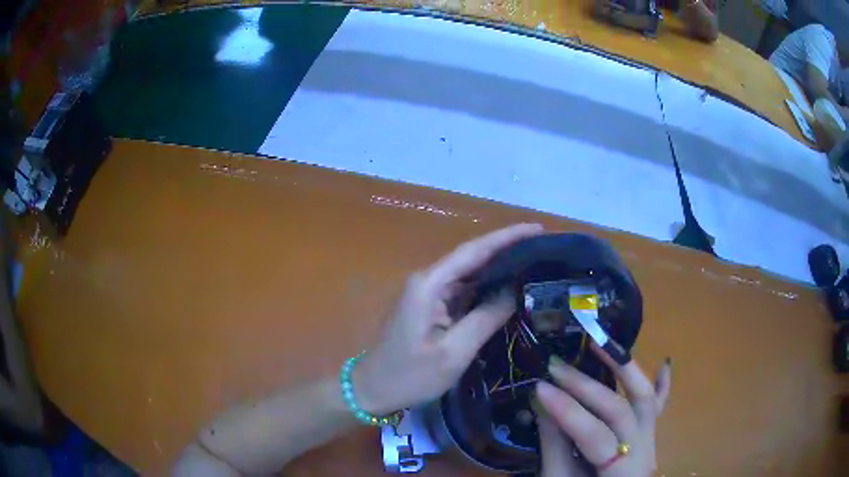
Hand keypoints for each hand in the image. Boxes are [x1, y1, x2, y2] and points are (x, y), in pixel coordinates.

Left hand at [352, 223, 543, 414]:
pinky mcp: (430, 306)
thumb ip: (485, 319)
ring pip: (469, 273)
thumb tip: (515, 292)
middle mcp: (428, 280)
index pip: (474, 251)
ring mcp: (427, 293)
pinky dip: (486, 288)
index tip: (538, 229)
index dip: (507, 237)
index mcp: (430, 284)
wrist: (373, 389)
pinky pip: (463, 291)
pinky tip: (509, 288)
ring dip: (499, 268)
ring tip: (534, 263)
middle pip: (472, 257)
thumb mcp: (453, 353)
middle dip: (507, 249)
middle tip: (543, 247)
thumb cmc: (410, 376)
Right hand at [536, 344, 671, 476]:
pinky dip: (663, 386)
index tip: (539, 387)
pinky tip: (665, 362)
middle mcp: (645, 451)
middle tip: (557, 367)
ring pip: (646, 400)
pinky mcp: (648, 439)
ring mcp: (650, 442)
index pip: (595, 433)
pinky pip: (659, 410)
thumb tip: (543, 404)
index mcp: (622, 471)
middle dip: (587, 387)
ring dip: (626, 370)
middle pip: (620, 409)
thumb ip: (554, 447)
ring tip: (603, 345)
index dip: (568, 410)